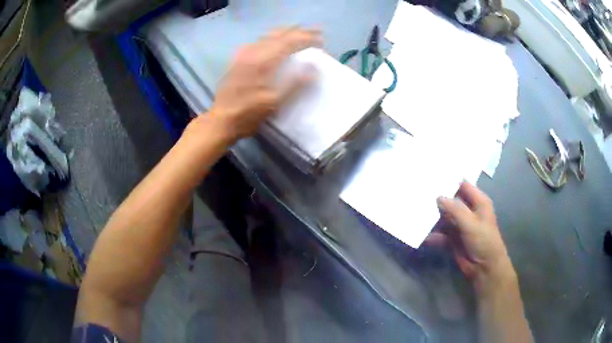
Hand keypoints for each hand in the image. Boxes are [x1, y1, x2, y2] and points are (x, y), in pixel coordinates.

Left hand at [205, 28, 321, 142]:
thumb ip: (295, 84)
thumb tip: (314, 68)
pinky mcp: (237, 59)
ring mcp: (243, 54)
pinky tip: (275, 42)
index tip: (321, 41)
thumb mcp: (274, 103)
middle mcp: (252, 52)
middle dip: (299, 32)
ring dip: (286, 32)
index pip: (289, 42)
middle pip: (279, 34)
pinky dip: (272, 38)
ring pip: (268, 36)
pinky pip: (258, 41)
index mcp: (262, 61)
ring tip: (300, 32)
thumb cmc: (249, 114)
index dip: (307, 39)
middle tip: (316, 32)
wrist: (221, 120)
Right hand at [428, 182, 514, 290]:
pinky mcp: (452, 239)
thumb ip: (455, 209)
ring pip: (443, 217)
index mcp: (478, 202)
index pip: (463, 185)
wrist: (484, 268)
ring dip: (432, 217)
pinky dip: (431, 235)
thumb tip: (438, 196)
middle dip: (437, 198)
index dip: (450, 179)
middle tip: (418, 191)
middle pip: (451, 201)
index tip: (432, 174)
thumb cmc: (483, 240)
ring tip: (414, 210)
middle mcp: (468, 211)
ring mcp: (460, 225)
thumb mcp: (471, 222)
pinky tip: (419, 234)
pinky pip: (440, 234)